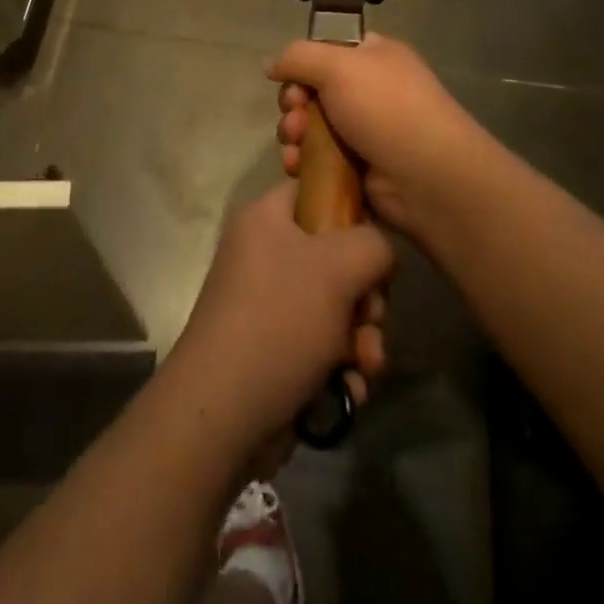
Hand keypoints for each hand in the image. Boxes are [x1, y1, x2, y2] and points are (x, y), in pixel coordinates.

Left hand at [166, 183, 393, 455]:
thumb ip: (373, 244)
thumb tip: (379, 251)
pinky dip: (343, 364)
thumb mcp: (337, 267)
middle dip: (366, 294)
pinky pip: (323, 343)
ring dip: (361, 336)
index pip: (315, 189)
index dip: (352, 209)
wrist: (223, 413)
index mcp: (266, 218)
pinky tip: (351, 388)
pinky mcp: (275, 348)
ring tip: (366, 363)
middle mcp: (264, 253)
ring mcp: (267, 302)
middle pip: (335, 254)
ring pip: (335, 305)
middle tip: (372, 318)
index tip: (377, 242)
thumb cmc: (279, 321)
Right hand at [270, 33, 488, 237]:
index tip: (290, 78)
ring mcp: (363, 131)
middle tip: (295, 115)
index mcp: (373, 57)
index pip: (326, 49)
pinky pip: (317, 158)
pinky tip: (296, 166)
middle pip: (311, 89)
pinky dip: (302, 160)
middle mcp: (368, 90)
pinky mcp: (356, 168)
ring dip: (293, 132)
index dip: (302, 63)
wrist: (429, 178)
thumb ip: (297, 57)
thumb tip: (271, 65)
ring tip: (296, 143)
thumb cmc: (386, 108)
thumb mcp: (338, 65)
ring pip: (310, 125)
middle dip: (294, 102)